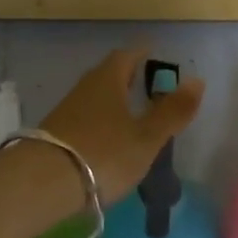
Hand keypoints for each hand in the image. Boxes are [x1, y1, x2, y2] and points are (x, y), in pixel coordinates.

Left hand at [39, 49, 205, 205]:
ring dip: (112, 100)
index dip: (142, 54)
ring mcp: (66, 111)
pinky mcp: (54, 134)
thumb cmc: (103, 154)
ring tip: (130, 112)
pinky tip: (106, 139)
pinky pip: (83, 118)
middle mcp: (85, 87)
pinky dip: (99, 121)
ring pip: (95, 97)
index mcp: (108, 80)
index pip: (127, 56)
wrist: (41, 184)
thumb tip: (197, 80)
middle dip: (127, 76)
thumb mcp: (146, 137)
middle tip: (145, 81)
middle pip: (108, 74)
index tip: (154, 53)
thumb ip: (172, 111)